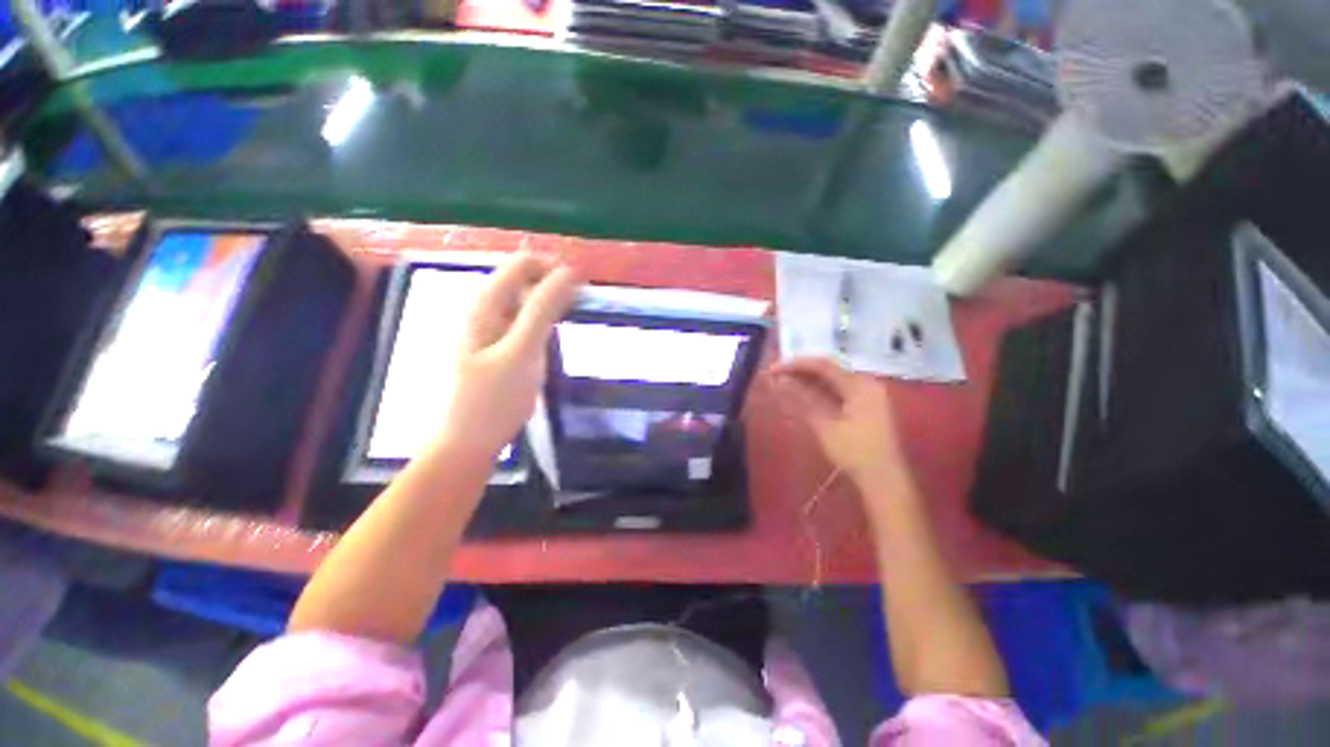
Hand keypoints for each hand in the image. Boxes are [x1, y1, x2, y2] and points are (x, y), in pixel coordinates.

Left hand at [437, 253, 579, 458]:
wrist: (467, 443)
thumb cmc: (493, 400)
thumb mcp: (523, 352)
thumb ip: (543, 309)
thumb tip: (567, 272)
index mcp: (483, 303)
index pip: (523, 263)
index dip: (555, 270)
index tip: (582, 290)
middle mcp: (481, 308)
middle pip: (523, 278)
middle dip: (553, 286)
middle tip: (578, 311)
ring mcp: (487, 327)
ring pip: (524, 300)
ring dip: (549, 304)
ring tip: (568, 324)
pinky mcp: (494, 345)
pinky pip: (521, 320)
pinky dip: (541, 322)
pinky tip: (550, 339)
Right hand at [770, 357, 903, 484]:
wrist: (883, 480)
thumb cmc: (854, 452)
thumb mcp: (824, 425)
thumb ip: (802, 398)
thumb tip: (779, 381)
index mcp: (860, 384)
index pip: (823, 365)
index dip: (795, 364)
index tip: (773, 369)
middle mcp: (865, 383)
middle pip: (827, 370)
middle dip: (799, 372)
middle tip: (774, 376)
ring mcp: (865, 394)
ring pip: (829, 381)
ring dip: (806, 382)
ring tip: (781, 384)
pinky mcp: (862, 406)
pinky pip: (836, 391)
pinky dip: (816, 392)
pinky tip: (799, 395)